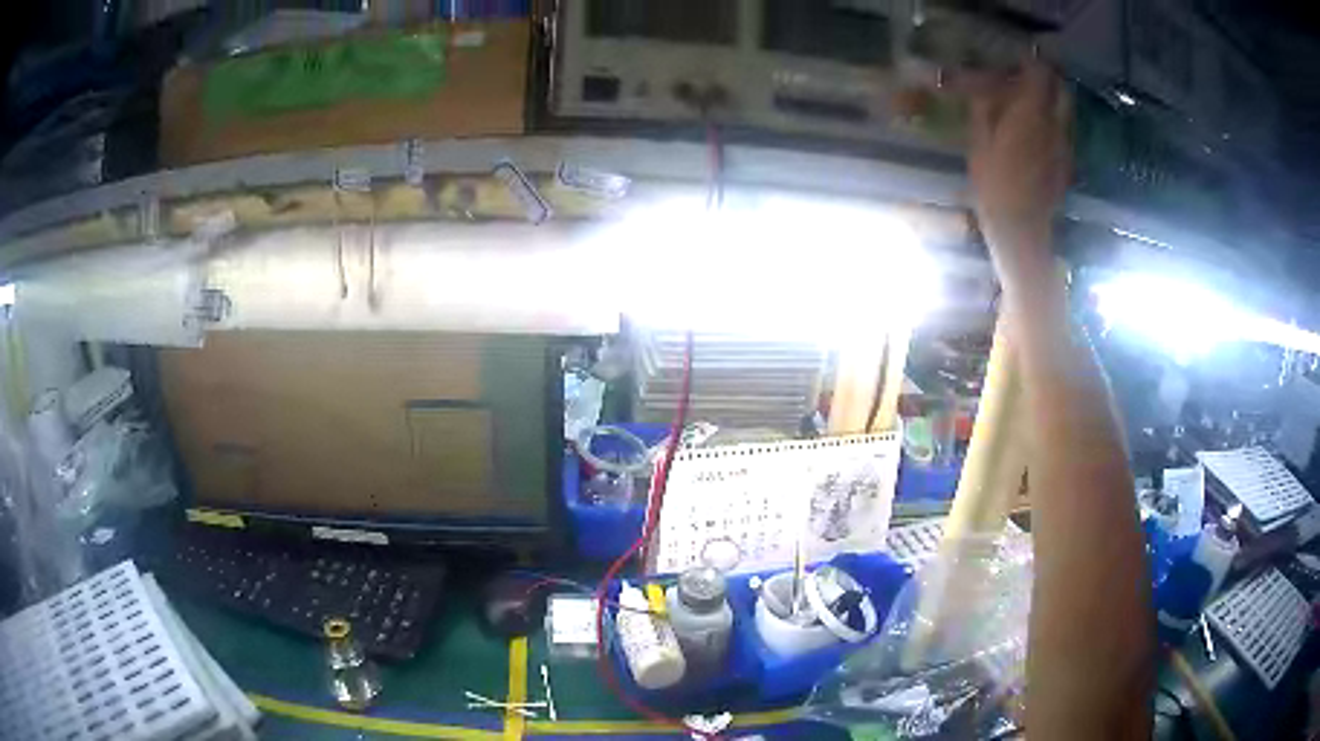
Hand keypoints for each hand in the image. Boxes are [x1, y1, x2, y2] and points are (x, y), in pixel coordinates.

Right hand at [967, 63, 1071, 281]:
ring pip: (1065, 112)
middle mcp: (1054, 126)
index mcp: (1031, 114)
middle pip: (1061, 91)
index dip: (1030, 64)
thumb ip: (985, 109)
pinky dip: (1052, 125)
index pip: (1039, 74)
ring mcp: (1064, 146)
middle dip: (1047, 81)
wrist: (1021, 231)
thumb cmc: (994, 185)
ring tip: (1029, 108)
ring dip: (1051, 103)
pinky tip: (1035, 136)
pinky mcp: (1066, 164)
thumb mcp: (979, 142)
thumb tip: (986, 88)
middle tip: (1027, 82)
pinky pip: (1063, 133)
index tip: (1016, 63)